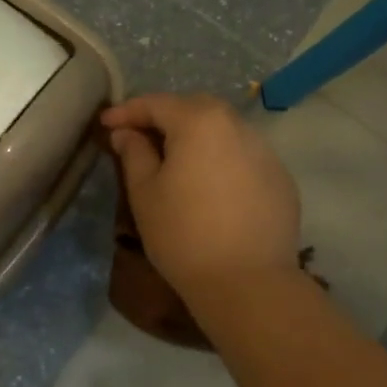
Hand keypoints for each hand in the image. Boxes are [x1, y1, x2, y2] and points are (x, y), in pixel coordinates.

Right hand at [101, 94, 299, 291]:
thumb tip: (127, 133)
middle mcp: (238, 126)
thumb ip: (134, 153)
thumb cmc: (183, 234)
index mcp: (200, 122)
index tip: (105, 124)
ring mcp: (266, 152)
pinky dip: (222, 159)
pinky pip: (244, 156)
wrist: (247, 283)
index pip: (157, 103)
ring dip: (197, 136)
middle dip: (165, 116)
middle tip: (140, 136)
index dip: (127, 111)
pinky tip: (210, 185)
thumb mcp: (144, 193)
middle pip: (195, 108)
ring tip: (176, 159)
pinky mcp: (281, 179)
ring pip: (224, 130)